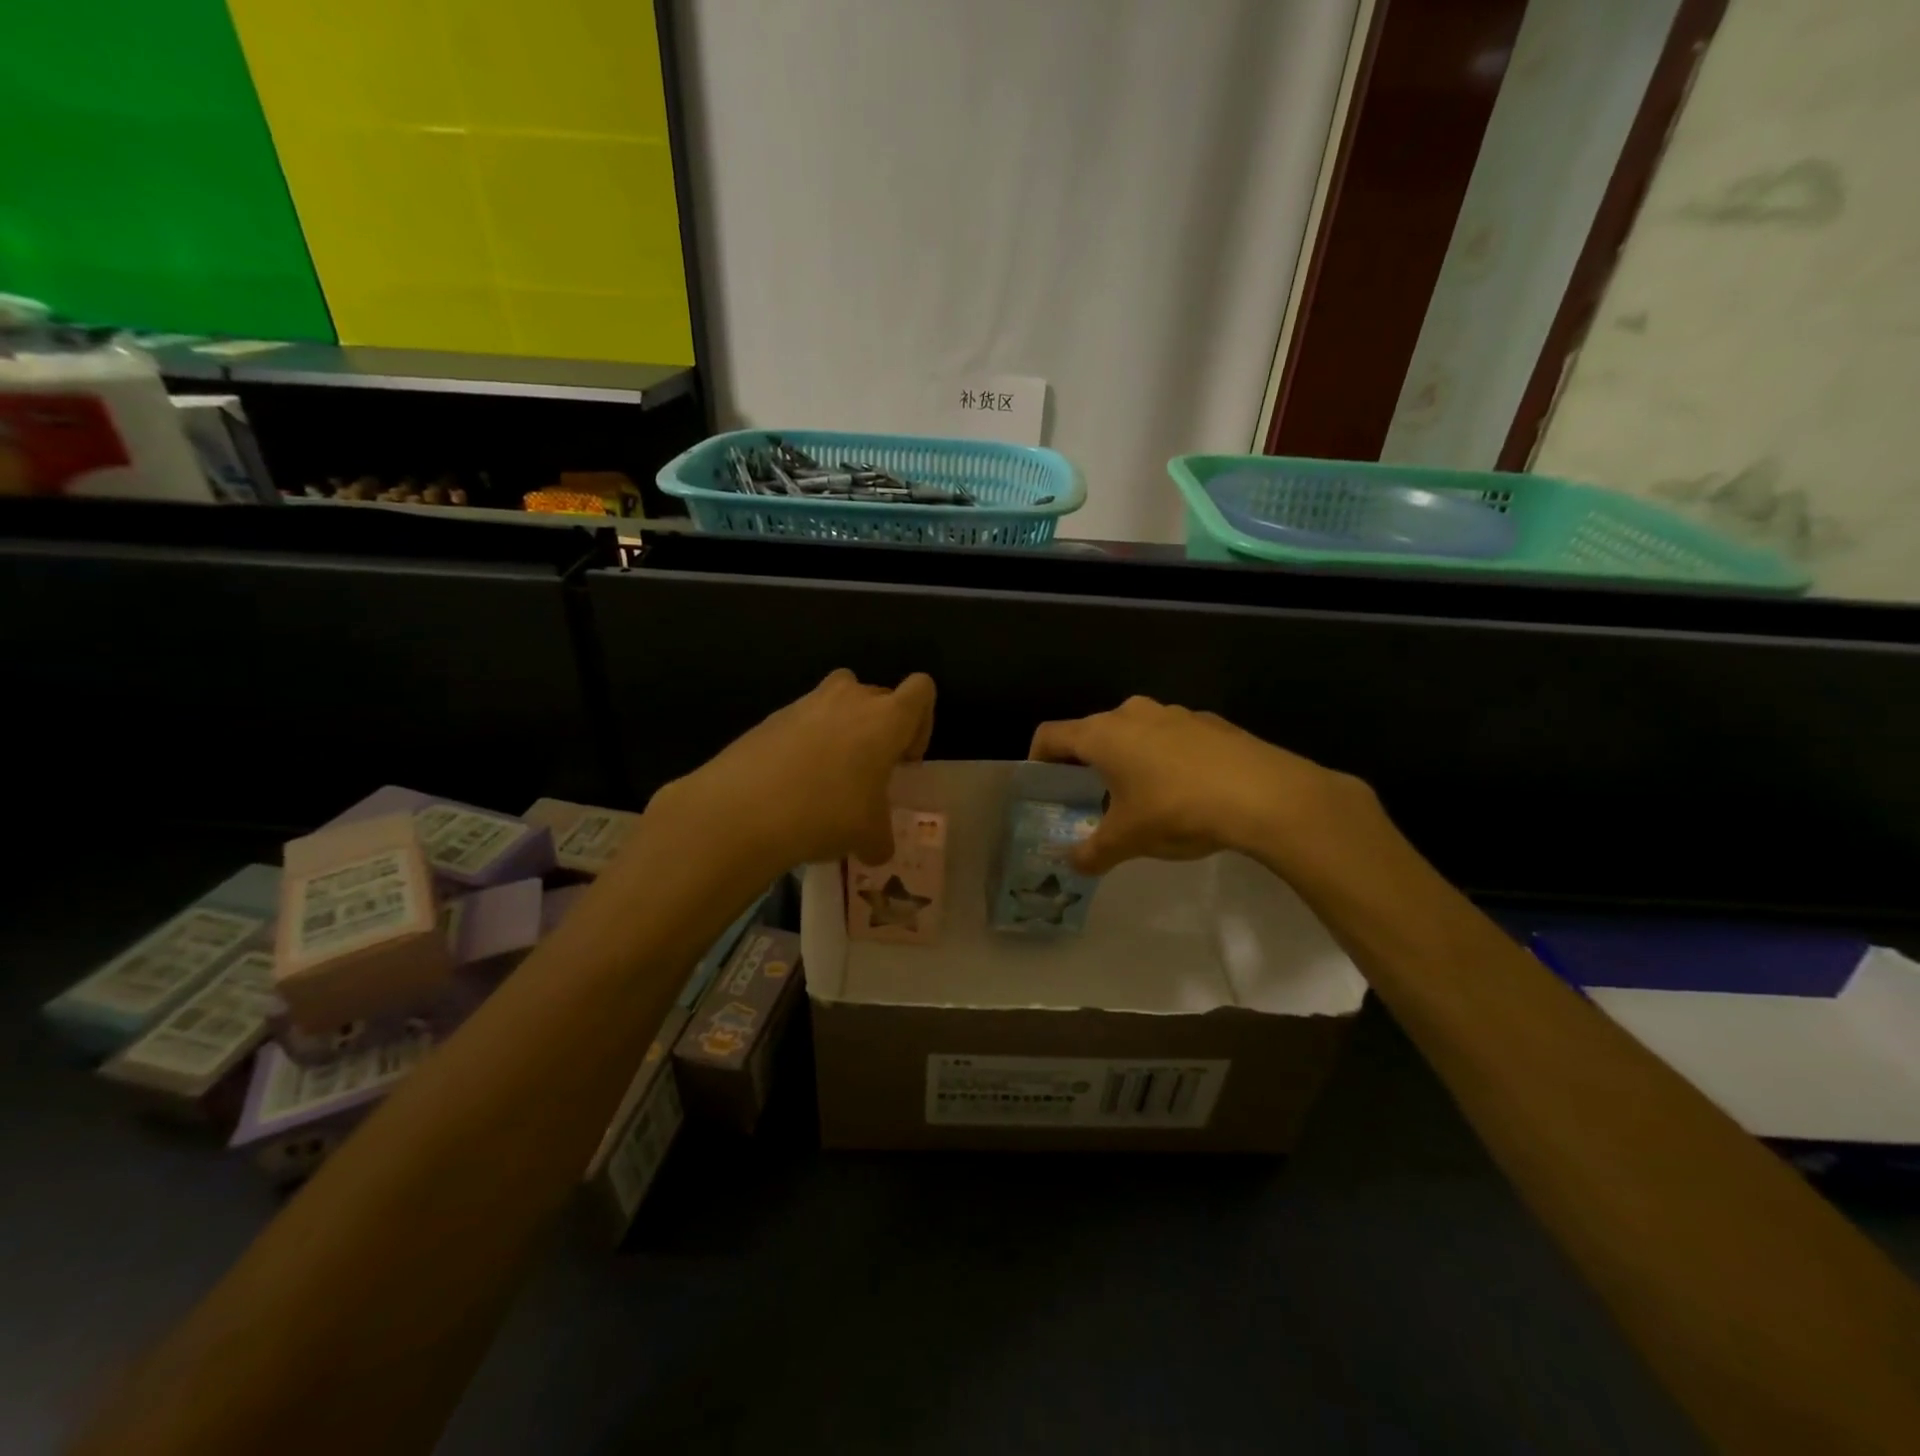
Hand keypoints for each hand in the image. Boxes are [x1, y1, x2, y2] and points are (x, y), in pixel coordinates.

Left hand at [649, 670, 935, 873]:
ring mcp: (806, 703)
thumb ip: (881, 837)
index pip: (922, 689)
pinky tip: (792, 784)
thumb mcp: (868, 836)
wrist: (742, 810)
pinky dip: (804, 743)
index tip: (904, 758)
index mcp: (887, 718)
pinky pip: (802, 721)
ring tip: (829, 776)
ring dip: (842, 729)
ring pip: (838, 702)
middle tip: (868, 773)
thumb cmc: (826, 813)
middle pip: (879, 695)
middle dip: (879, 728)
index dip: (921, 721)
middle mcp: (850, 698)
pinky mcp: (770, 717)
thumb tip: (877, 849)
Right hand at [1029, 696, 1372, 875]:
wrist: (1264, 794)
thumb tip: (1074, 865)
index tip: (1044, 785)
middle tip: (1091, 798)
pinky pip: (1172, 738)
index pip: (1051, 735)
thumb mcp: (1128, 840)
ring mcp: (1174, 712)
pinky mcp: (1209, 722)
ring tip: (1142, 797)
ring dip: (1129, 759)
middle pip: (1093, 732)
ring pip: (1135, 733)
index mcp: (1102, 734)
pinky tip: (1186, 792)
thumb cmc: (1177, 810)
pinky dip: (1166, 759)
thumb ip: (1093, 852)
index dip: (1038, 759)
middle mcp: (1132, 713)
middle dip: (1087, 763)